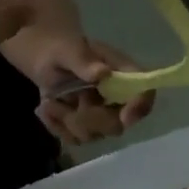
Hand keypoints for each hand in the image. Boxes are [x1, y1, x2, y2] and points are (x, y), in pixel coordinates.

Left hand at [25, 36, 155, 144]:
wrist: (44, 59)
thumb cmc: (60, 48)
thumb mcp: (68, 49)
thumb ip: (83, 60)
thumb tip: (102, 72)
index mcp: (122, 74)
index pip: (145, 93)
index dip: (140, 107)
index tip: (124, 117)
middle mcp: (118, 99)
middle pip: (117, 125)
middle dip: (87, 118)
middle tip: (61, 99)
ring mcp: (102, 117)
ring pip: (93, 135)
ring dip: (66, 120)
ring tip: (49, 101)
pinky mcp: (85, 128)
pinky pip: (74, 139)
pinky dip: (56, 126)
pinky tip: (46, 108)